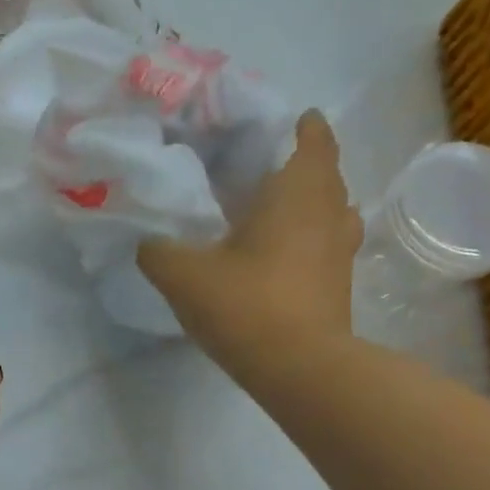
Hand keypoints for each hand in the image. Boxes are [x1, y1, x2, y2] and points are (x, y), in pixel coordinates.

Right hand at [138, 110, 361, 375]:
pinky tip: (280, 257)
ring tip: (278, 211)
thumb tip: (148, 242)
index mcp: (297, 194)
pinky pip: (328, 247)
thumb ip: (157, 250)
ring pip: (334, 213)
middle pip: (327, 175)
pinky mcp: (339, 287)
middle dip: (304, 165)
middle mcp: (328, 215)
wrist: (299, 368)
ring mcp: (340, 253)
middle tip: (266, 168)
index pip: (313, 141)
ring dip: (313, 205)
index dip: (304, 126)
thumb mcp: (182, 274)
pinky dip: (311, 241)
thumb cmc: (246, 304)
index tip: (290, 120)